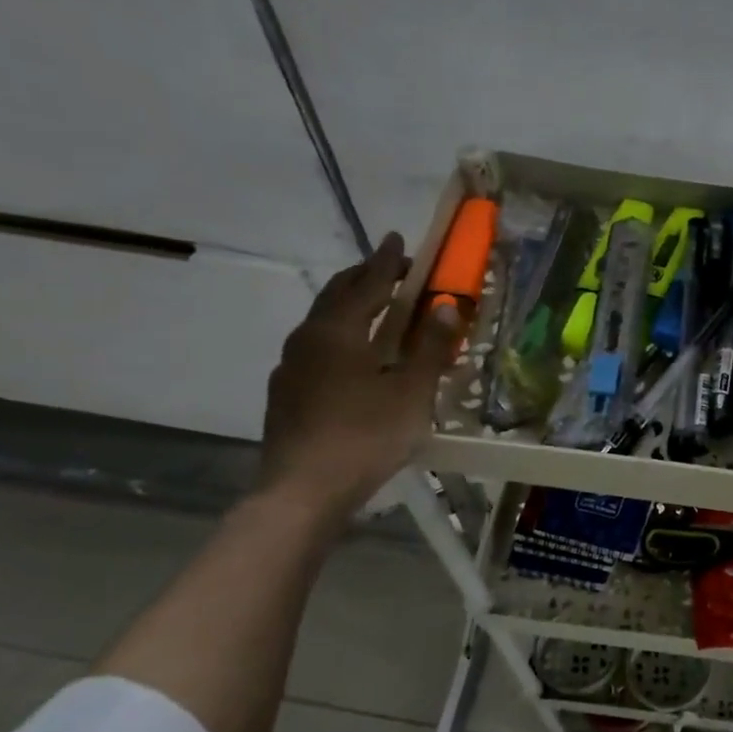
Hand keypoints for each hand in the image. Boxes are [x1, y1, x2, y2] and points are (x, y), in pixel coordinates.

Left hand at [258, 232, 462, 514]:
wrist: (303, 491)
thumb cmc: (365, 435)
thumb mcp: (411, 391)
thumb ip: (431, 347)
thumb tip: (445, 305)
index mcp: (337, 331)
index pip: (366, 284)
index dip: (386, 262)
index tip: (398, 240)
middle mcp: (307, 340)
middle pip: (336, 297)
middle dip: (364, 279)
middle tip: (389, 271)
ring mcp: (291, 369)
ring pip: (323, 325)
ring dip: (350, 309)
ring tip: (374, 310)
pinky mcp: (287, 396)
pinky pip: (317, 351)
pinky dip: (340, 339)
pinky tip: (353, 359)